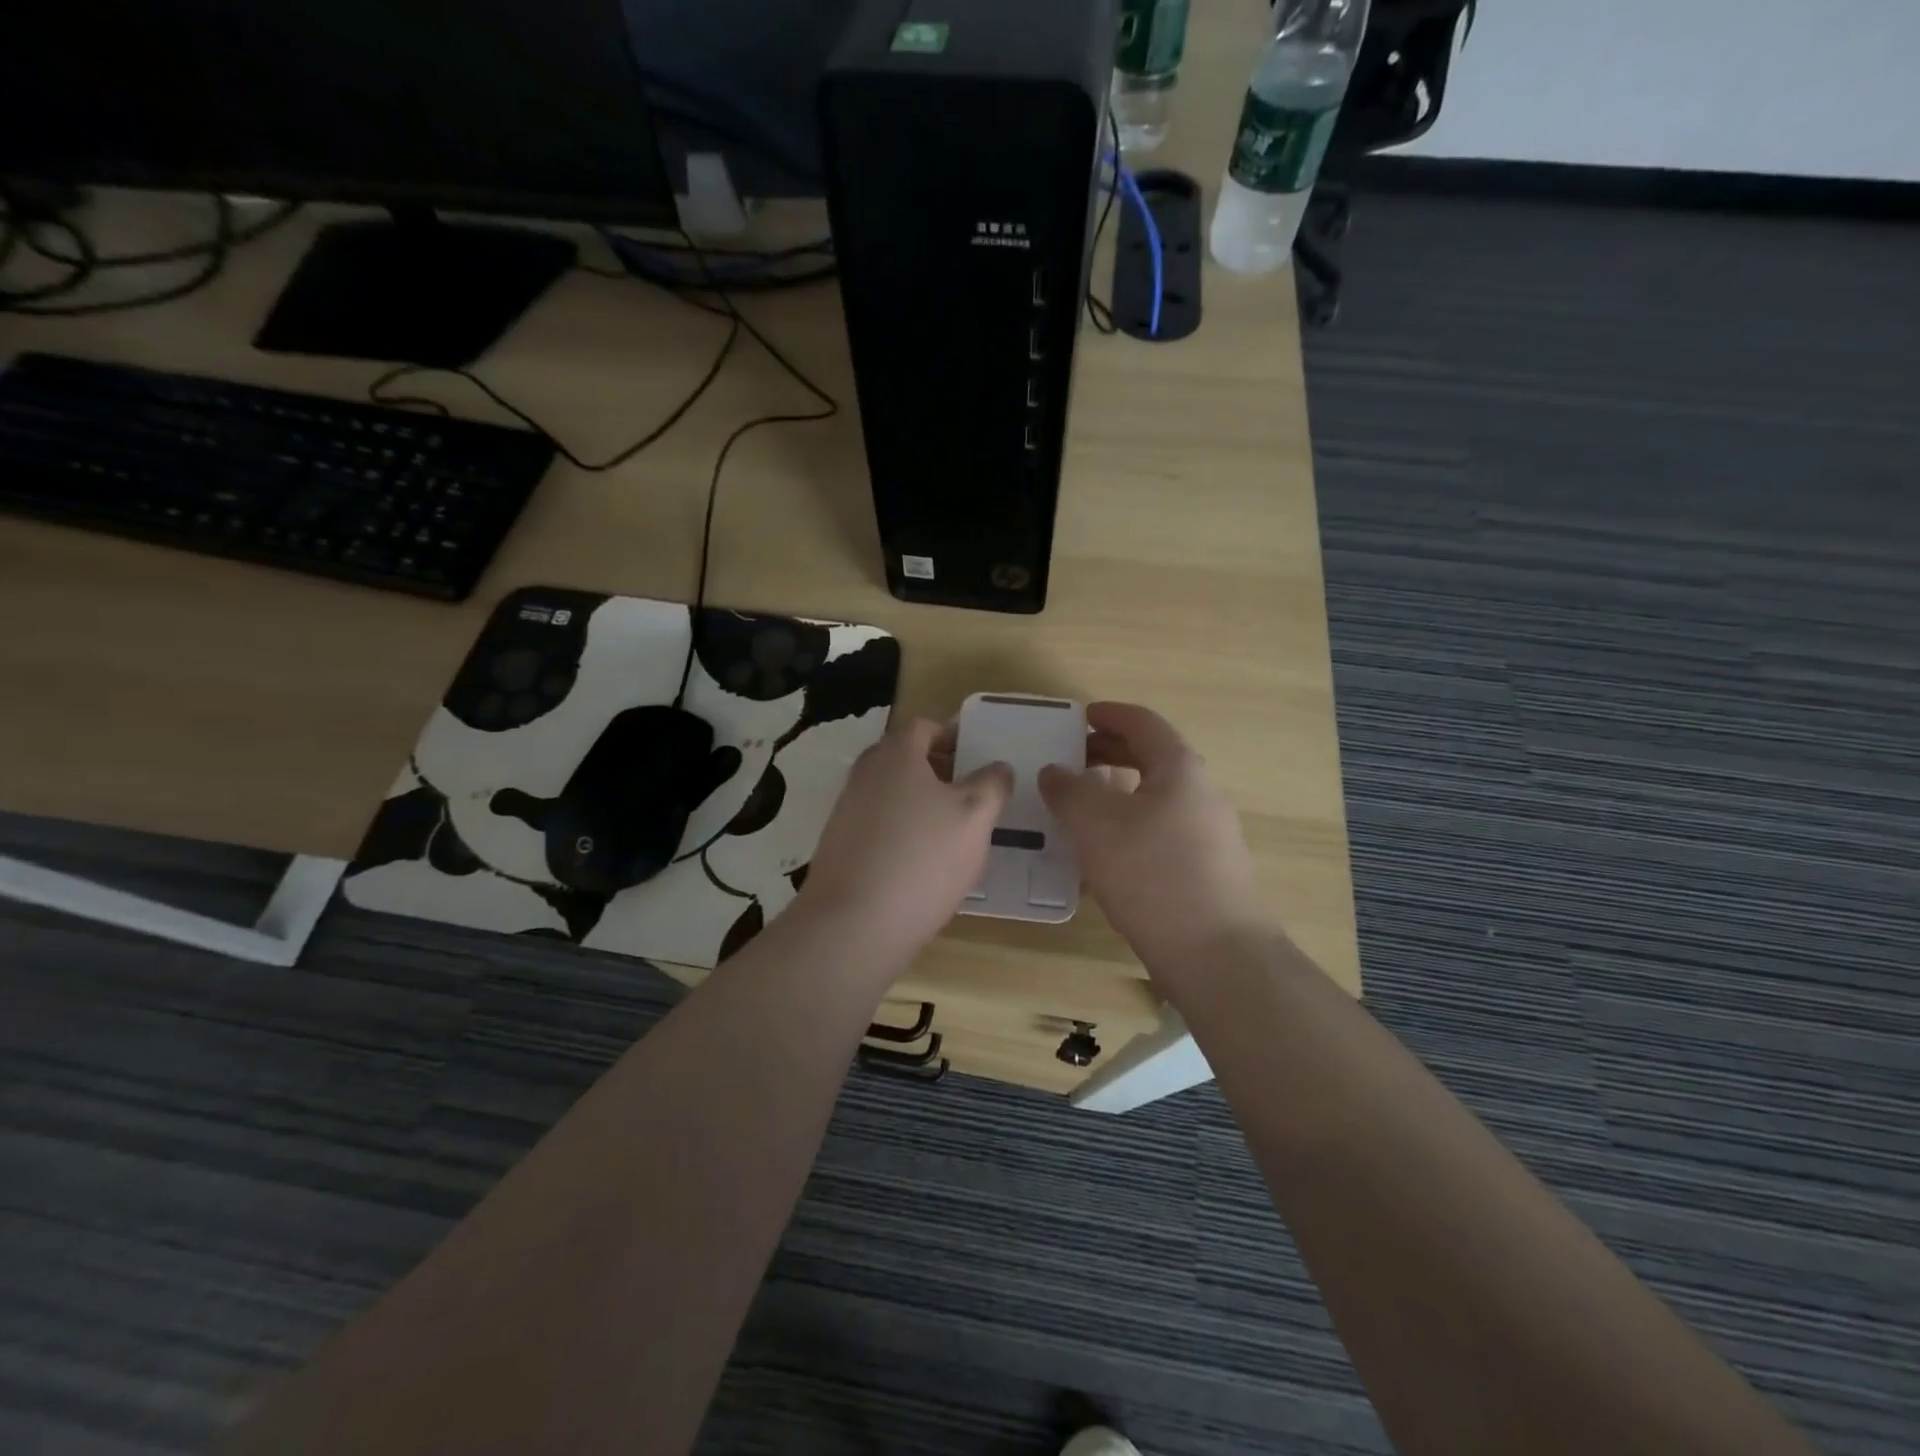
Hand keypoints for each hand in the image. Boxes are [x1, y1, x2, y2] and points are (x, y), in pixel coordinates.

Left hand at [799, 716, 1012, 963]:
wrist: (854, 925)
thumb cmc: (922, 858)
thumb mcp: (975, 817)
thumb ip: (992, 785)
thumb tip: (997, 767)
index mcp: (895, 755)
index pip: (923, 727)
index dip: (951, 734)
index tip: (976, 755)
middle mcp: (864, 775)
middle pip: (903, 759)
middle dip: (937, 769)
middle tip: (970, 790)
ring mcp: (846, 812)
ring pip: (890, 794)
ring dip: (920, 803)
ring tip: (953, 831)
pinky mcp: (839, 848)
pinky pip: (878, 826)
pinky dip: (902, 832)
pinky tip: (923, 863)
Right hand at [1039, 702, 1260, 981]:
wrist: (1216, 954)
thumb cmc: (1153, 873)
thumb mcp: (1097, 824)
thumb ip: (1070, 790)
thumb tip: (1055, 772)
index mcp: (1179, 768)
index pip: (1143, 723)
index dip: (1110, 714)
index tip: (1081, 715)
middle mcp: (1200, 793)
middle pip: (1152, 757)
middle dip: (1110, 752)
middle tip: (1072, 759)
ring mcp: (1209, 833)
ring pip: (1156, 796)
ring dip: (1118, 791)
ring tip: (1080, 805)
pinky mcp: (1206, 869)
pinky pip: (1161, 829)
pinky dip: (1129, 824)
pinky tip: (1104, 852)